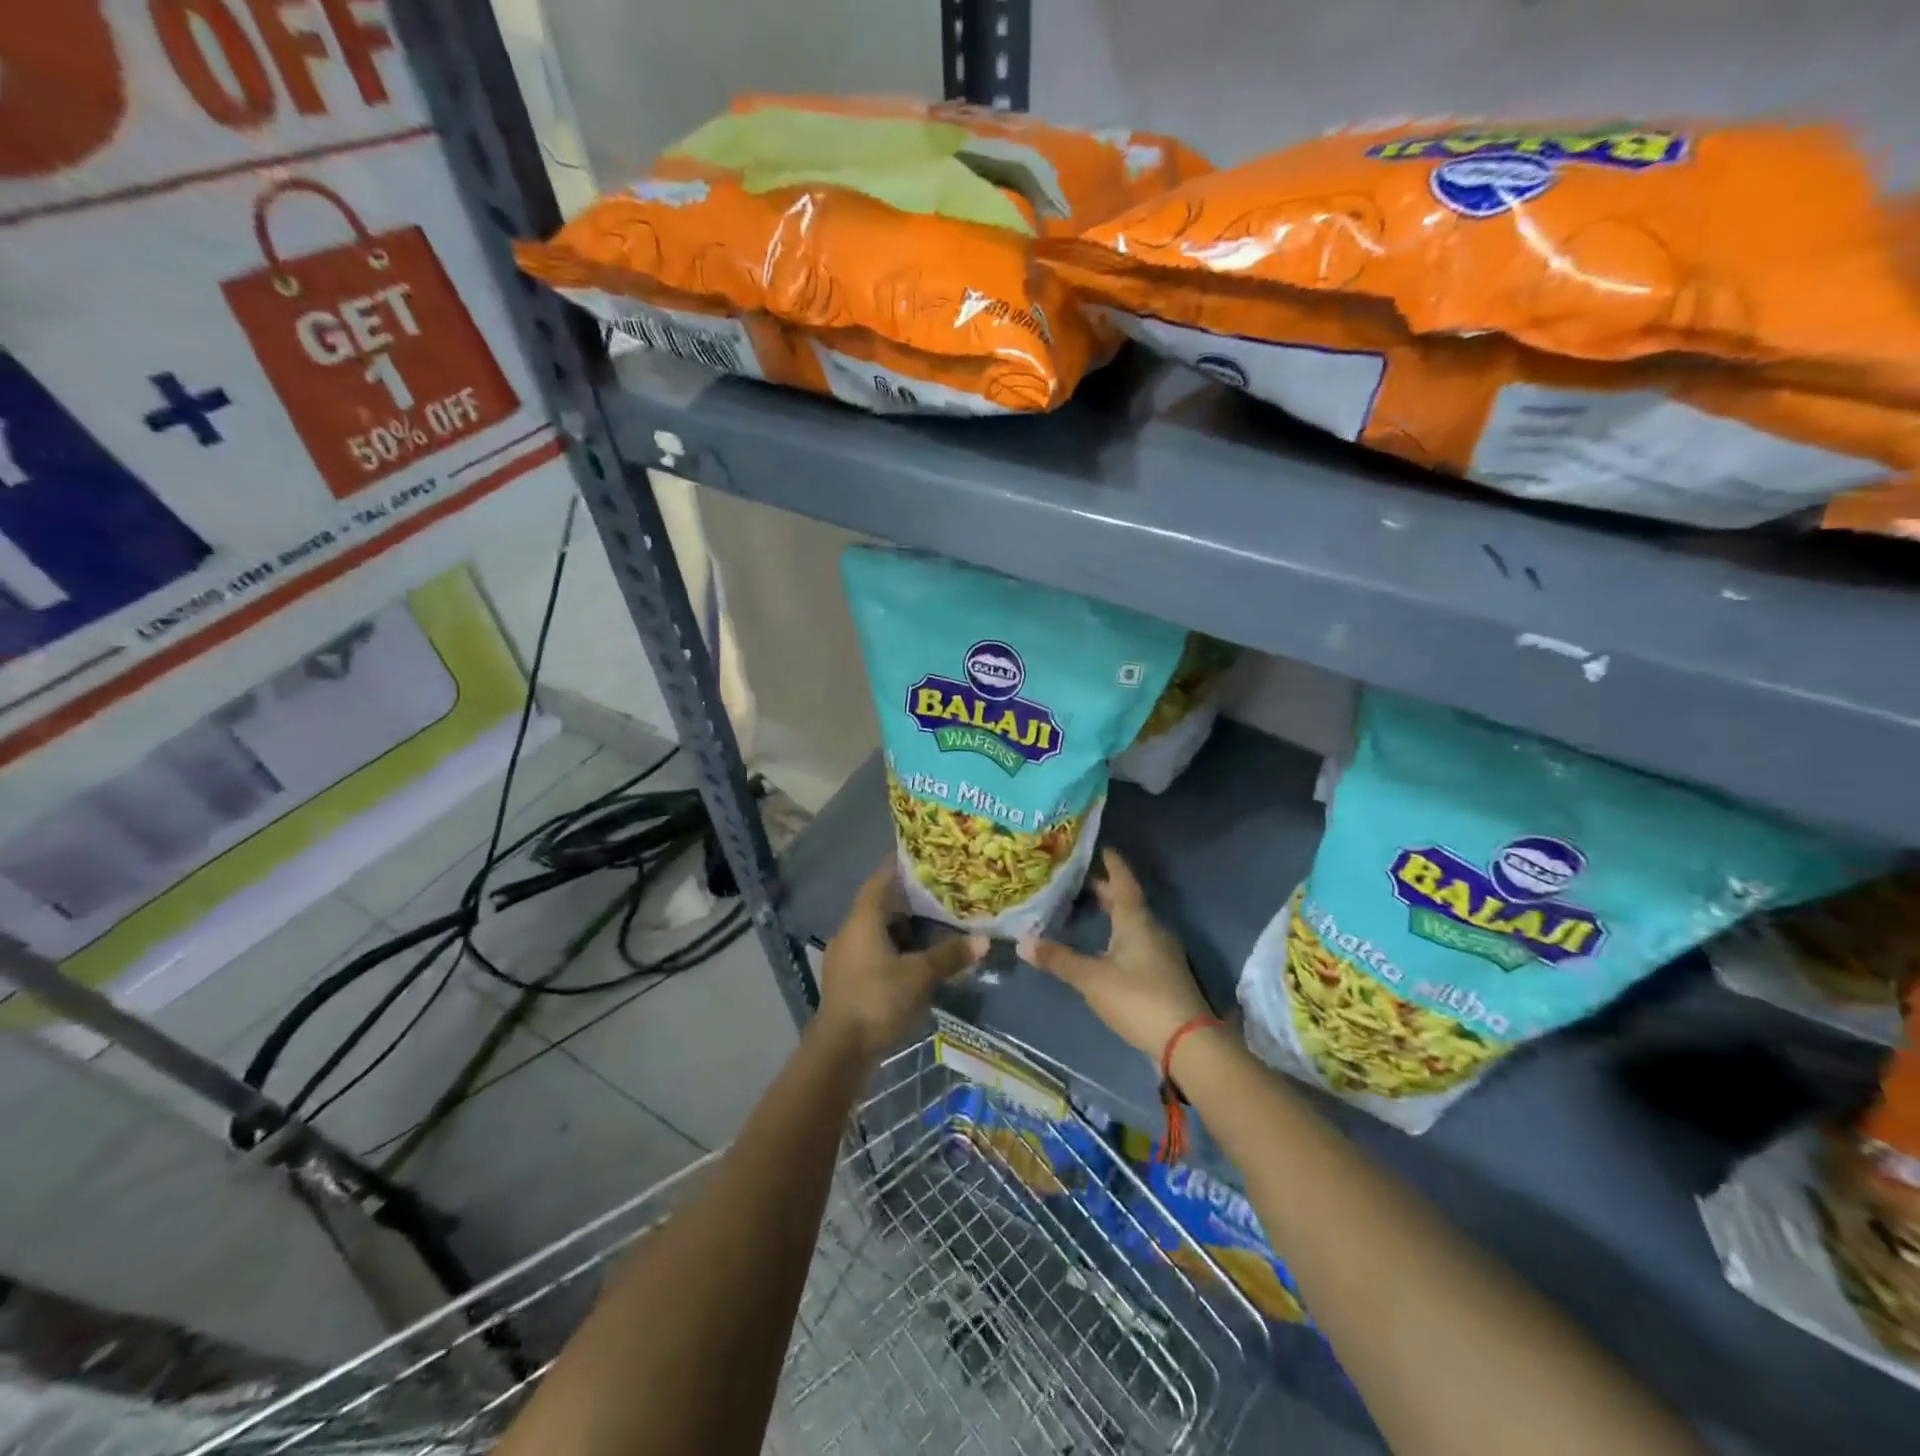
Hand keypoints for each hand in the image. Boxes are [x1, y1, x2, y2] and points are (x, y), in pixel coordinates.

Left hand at [818, 863, 979, 1060]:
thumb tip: (984, 940)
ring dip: (902, 924)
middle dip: (908, 897)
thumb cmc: (877, 1000)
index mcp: (863, 919)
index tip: (923, 855)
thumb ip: (950, 955)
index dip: (900, 864)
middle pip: (880, 903)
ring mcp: (846, 956)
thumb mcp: (919, 976)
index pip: (881, 878)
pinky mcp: (848, 977)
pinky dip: (894, 946)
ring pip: (877, 928)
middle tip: (939, 890)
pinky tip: (915, 956)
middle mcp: (850, 930)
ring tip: (933, 921)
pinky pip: (873, 949)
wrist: (839, 1050)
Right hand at [1019, 849, 1211, 1064]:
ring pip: (1132, 922)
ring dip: (1111, 913)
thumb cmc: (1139, 999)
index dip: (1111, 863)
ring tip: (1086, 910)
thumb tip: (1022, 941)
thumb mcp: (1092, 979)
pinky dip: (1118, 935)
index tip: (1100, 846)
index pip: (1123, 881)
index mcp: (1136, 920)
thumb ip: (1059, 960)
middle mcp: (1152, 929)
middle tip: (1076, 880)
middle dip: (1104, 890)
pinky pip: (1138, 942)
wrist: (1188, 1042)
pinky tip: (1105, 946)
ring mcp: (1162, 952)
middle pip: (1126, 901)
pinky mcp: (1164, 974)